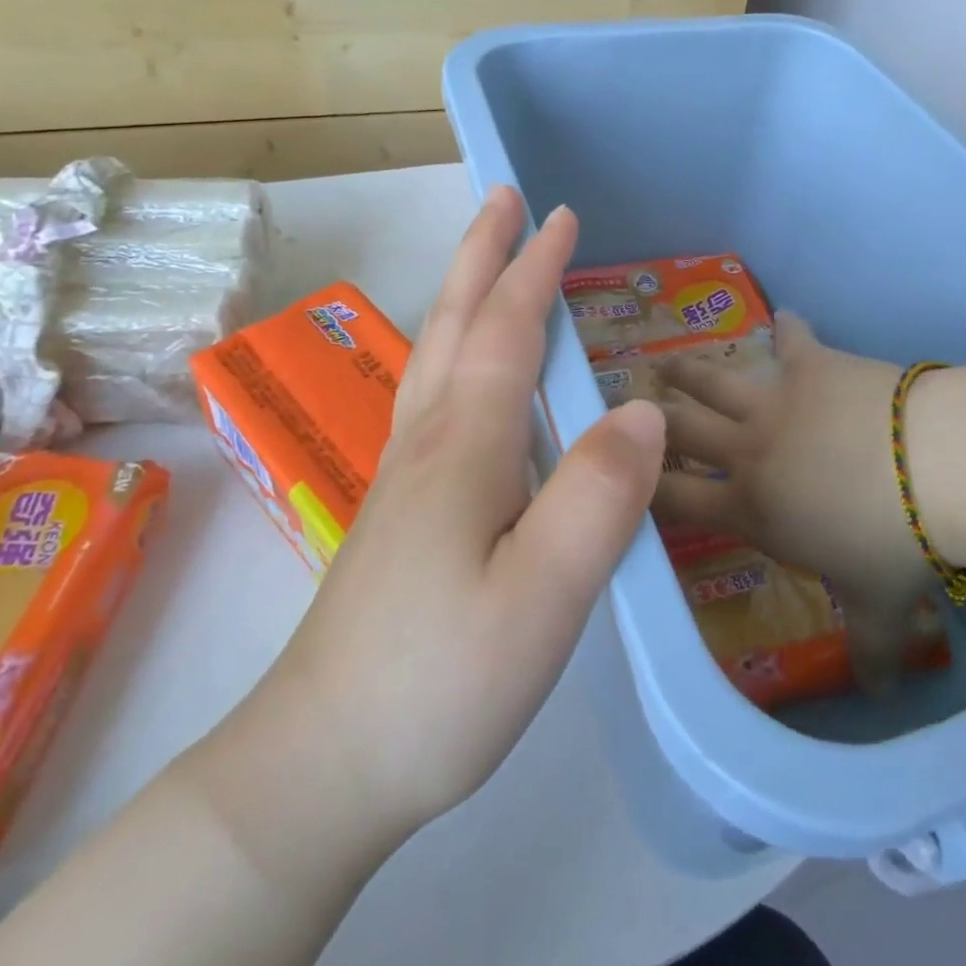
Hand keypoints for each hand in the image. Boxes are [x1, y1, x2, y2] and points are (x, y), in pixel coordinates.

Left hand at [205, 188, 664, 857]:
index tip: (560, 215)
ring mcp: (406, 476)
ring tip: (486, 264)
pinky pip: (432, 397)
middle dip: (483, 255)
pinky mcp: (401, 511)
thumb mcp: (542, 596)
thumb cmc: (439, 680)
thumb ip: (598, 497)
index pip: (508, 329)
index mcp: (467, 445)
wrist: (319, 766)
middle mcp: (430, 441)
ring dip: (465, 295)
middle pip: (458, 324)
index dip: (535, 268)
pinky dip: (454, 351)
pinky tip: (464, 375)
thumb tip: (645, 409)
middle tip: (503, 199)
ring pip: (437, 356)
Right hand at [654, 314, 934, 693]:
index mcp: (750, 507)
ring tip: (666, 365)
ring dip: (686, 371)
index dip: (636, 488)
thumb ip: (870, 652)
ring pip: (713, 378)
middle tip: (630, 405)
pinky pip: (791, 338)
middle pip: (679, 428)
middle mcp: (747, 449)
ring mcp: (774, 398)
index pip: (673, 500)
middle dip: (650, 417)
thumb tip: (881, 698)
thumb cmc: (894, 546)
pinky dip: (787, 328)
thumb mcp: (880, 610)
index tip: (614, 476)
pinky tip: (784, 316)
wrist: (932, 467)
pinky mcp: (810, 362)